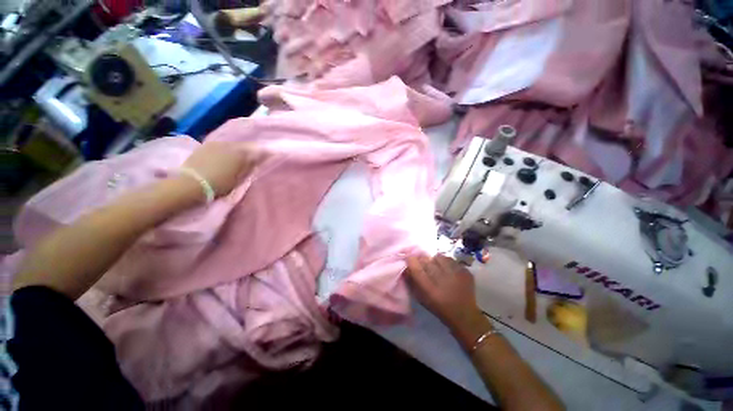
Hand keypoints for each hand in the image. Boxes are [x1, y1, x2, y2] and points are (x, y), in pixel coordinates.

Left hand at [182, 142, 264, 196]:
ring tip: (238, 159)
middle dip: (249, 151)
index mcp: (241, 152)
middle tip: (253, 159)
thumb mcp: (239, 179)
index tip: (268, 157)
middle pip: (244, 146)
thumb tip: (257, 160)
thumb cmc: (219, 184)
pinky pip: (221, 146)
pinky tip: (224, 157)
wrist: (190, 184)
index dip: (263, 154)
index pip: (257, 150)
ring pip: (232, 146)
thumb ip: (249, 167)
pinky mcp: (204, 146)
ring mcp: (215, 144)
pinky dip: (226, 151)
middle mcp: (229, 144)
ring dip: (237, 151)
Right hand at [406, 254, 490, 347]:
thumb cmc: (439, 307)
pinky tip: (448, 270)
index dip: (411, 261)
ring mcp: (456, 275)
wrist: (464, 315)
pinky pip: (451, 260)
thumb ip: (412, 281)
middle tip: (424, 264)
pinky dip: (447, 262)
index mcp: (430, 290)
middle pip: (427, 260)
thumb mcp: (422, 298)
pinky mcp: (466, 272)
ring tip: (437, 266)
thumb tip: (406, 266)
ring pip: (439, 257)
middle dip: (423, 260)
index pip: (416, 268)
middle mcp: (443, 280)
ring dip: (435, 260)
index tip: (409, 258)